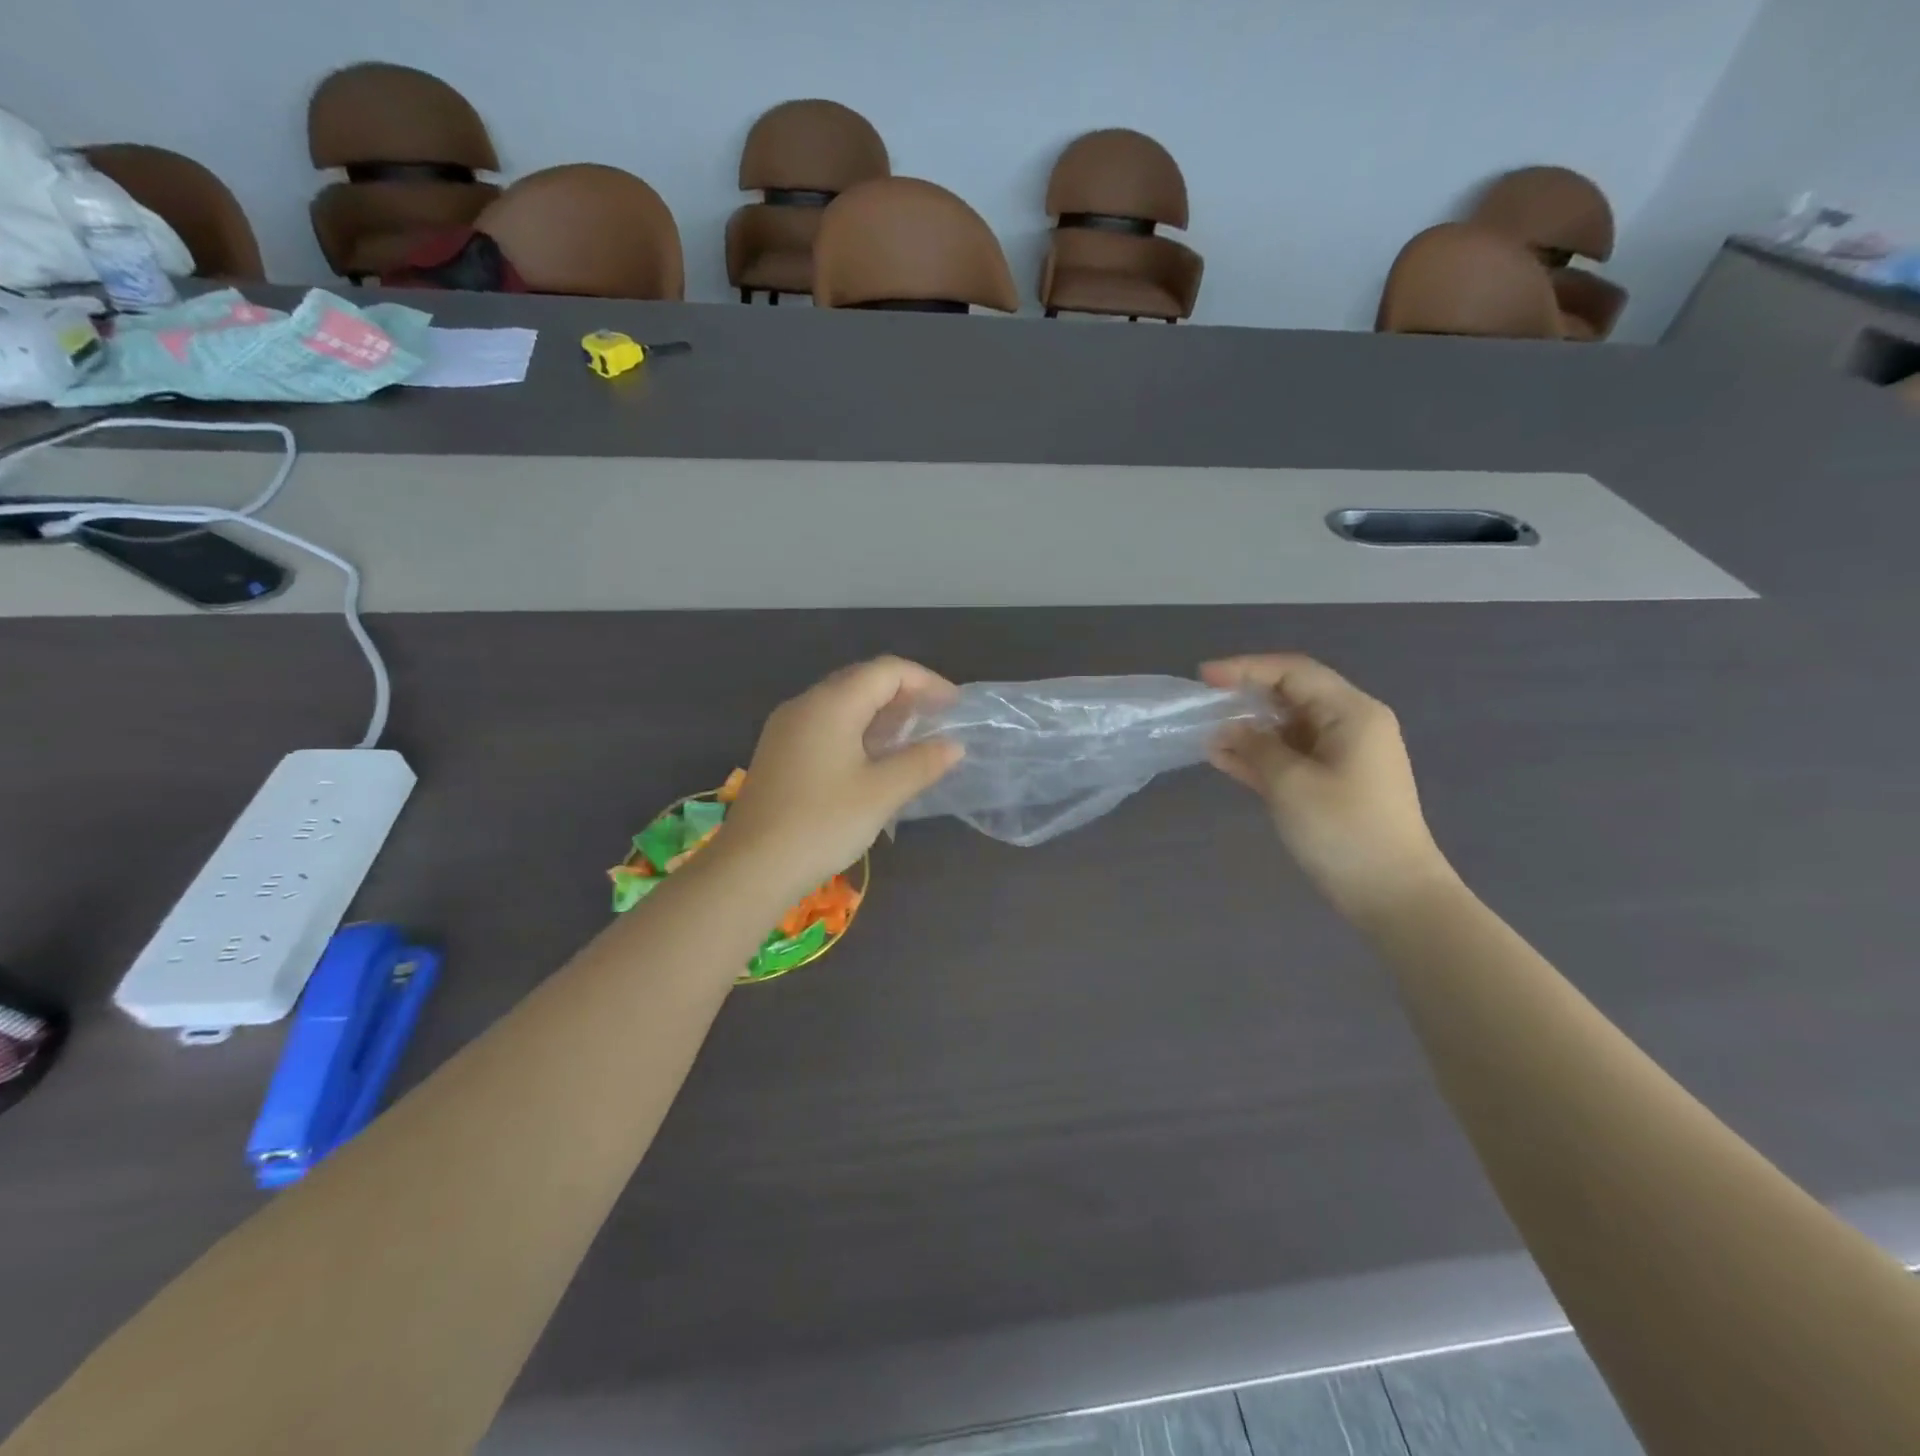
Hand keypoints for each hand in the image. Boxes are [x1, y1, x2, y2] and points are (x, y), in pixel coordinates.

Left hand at [716, 657, 962, 900]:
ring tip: (909, 738)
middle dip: (903, 694)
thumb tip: (953, 746)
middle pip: (861, 680)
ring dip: (879, 712)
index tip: (952, 706)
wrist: (751, 867)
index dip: (925, 681)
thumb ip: (921, 763)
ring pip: (841, 702)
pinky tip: (870, 758)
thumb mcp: (881, 793)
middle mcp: (805, 704)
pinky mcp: (778, 751)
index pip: (886, 670)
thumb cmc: (822, 823)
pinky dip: (855, 729)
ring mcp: (786, 727)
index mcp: (832, 703)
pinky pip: (824, 723)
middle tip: (934, 719)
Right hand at [1199, 654, 1452, 916]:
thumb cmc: (1344, 830)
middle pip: (1292, 697)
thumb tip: (1229, 729)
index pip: (1293, 673)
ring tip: (1206, 737)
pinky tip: (1224, 759)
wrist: (1392, 894)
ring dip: (1249, 731)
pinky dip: (1260, 756)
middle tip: (1203, 707)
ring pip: (1288, 729)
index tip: (1204, 677)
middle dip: (1246, 700)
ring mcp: (1343, 756)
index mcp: (1352, 713)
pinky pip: (1292, 757)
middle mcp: (1351, 726)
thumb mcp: (1290, 783)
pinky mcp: (1333, 783)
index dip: (1246, 669)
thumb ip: (1255, 747)